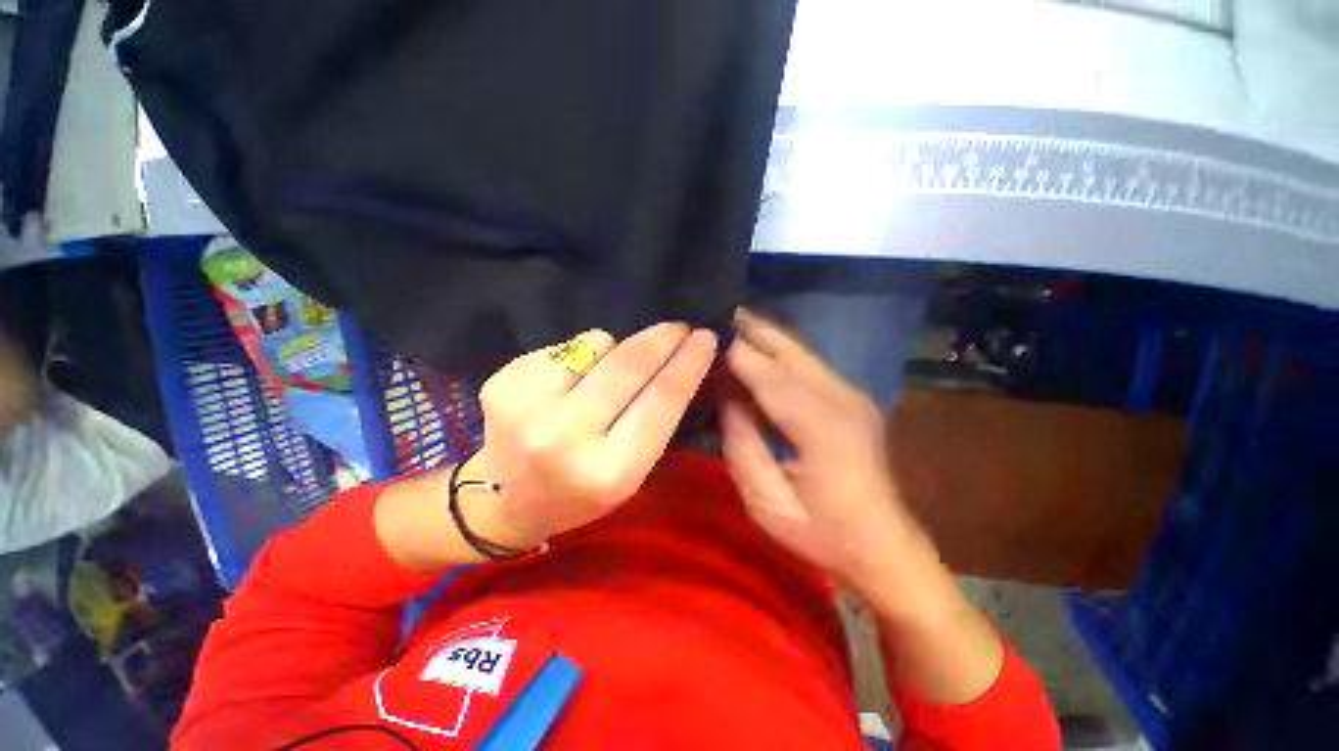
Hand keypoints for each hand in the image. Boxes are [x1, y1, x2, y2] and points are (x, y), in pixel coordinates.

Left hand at [464, 322, 717, 549]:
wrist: (504, 502)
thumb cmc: (581, 493)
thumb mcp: (632, 472)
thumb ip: (655, 418)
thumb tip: (677, 359)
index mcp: (609, 471)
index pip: (662, 400)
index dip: (688, 363)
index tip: (706, 338)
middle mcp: (565, 438)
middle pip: (629, 364)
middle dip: (662, 338)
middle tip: (679, 328)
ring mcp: (526, 408)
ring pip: (596, 343)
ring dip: (613, 351)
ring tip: (602, 377)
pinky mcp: (502, 384)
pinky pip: (565, 346)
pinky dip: (578, 357)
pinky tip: (565, 384)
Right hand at [722, 310, 1005, 704]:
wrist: (885, 547)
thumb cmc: (823, 534)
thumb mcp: (768, 503)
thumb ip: (742, 445)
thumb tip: (726, 398)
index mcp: (823, 428)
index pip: (770, 375)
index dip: (736, 351)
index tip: (705, 332)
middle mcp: (842, 398)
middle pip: (789, 348)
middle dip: (750, 327)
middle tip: (715, 313)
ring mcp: (852, 394)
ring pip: (799, 349)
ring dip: (763, 334)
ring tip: (729, 324)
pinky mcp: (852, 397)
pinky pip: (807, 362)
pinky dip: (778, 350)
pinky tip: (756, 348)